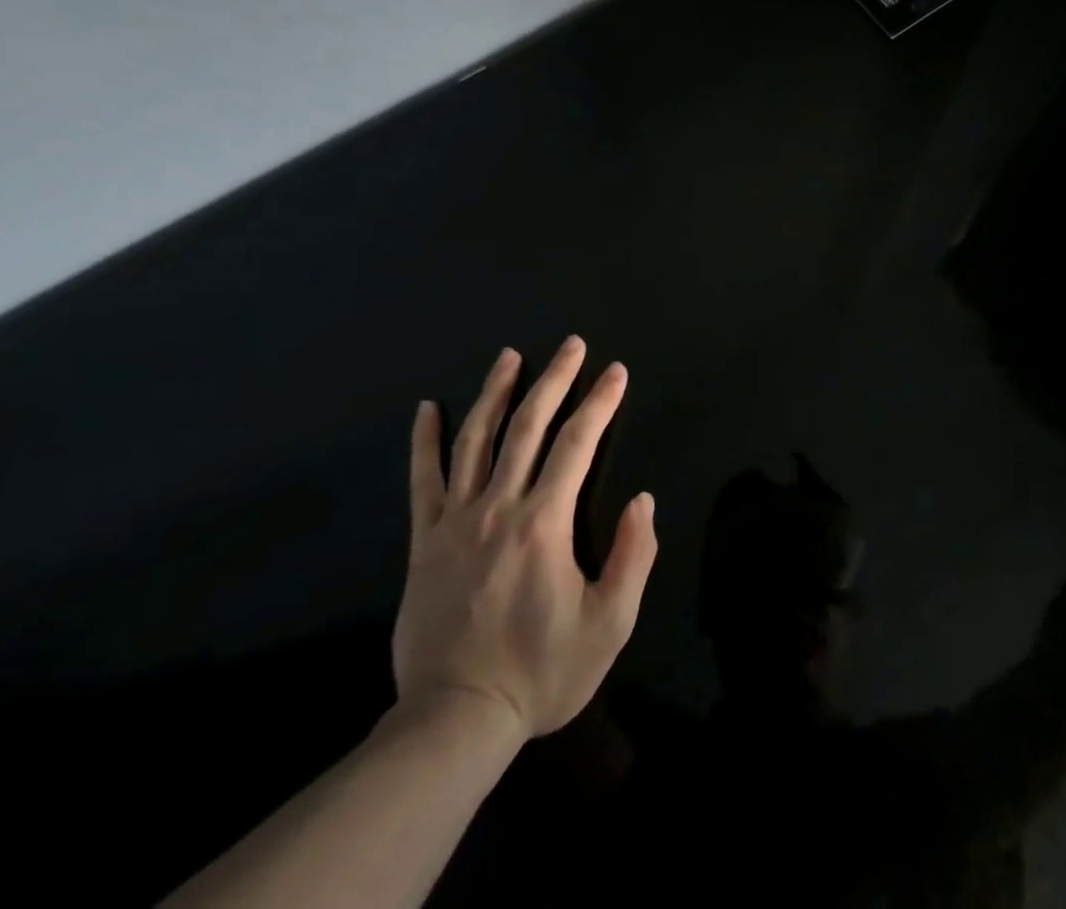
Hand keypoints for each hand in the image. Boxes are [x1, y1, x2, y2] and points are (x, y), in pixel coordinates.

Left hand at [391, 337, 656, 739]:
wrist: (455, 720)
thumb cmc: (541, 672)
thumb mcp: (609, 625)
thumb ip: (633, 557)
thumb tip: (643, 500)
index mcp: (545, 523)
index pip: (578, 443)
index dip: (600, 402)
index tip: (616, 372)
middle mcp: (499, 507)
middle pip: (528, 426)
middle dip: (554, 379)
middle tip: (571, 344)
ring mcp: (456, 521)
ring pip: (476, 441)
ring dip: (495, 392)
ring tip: (509, 356)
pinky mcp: (425, 541)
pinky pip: (423, 481)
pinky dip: (424, 441)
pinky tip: (427, 408)